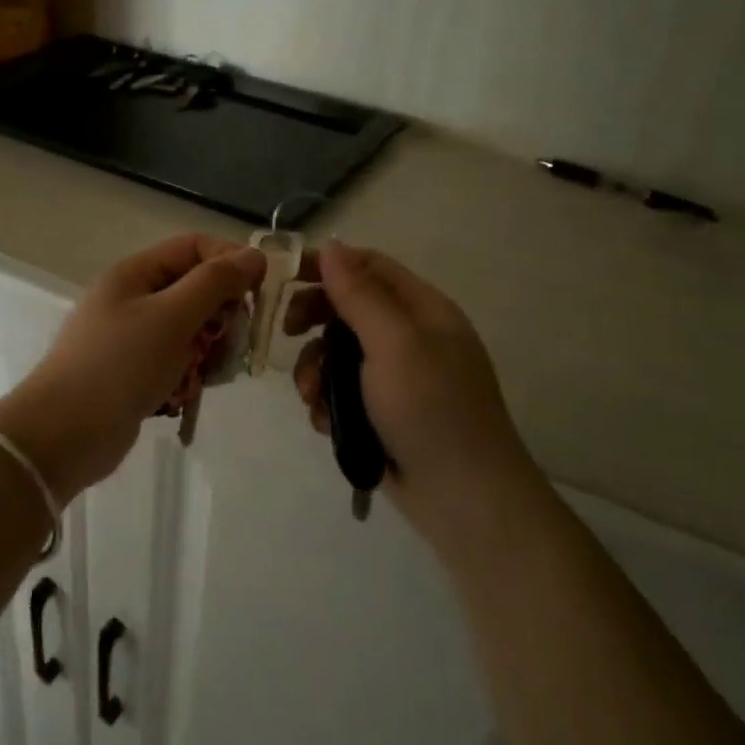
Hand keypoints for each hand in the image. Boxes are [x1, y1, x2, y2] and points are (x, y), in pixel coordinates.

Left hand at [0, 235, 265, 501]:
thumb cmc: (120, 365)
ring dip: (209, 349)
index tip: (260, 292)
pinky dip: (189, 373)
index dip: (230, 261)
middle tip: (234, 343)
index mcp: (136, 273)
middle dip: (222, 314)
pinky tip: (188, 393)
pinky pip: (176, 361)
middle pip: (195, 289)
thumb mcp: (172, 316)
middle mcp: (133, 298)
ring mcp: (132, 337)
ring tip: (209, 374)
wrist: (65, 433)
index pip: (195, 247)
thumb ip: (215, 283)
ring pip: (190, 329)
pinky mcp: (134, 372)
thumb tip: (254, 255)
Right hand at [285, 243, 541, 542]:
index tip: (281, 277)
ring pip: (338, 353)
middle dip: (313, 319)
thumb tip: (331, 246)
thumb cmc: (430, 409)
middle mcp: (410, 336)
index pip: (368, 266)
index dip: (325, 265)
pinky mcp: (382, 412)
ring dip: (315, 368)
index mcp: (422, 309)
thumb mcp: (394, 343)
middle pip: (348, 308)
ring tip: (311, 396)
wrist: (463, 498)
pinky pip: (342, 391)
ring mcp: (396, 377)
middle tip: (286, 333)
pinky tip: (326, 422)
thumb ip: (359, 294)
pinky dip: (327, 402)